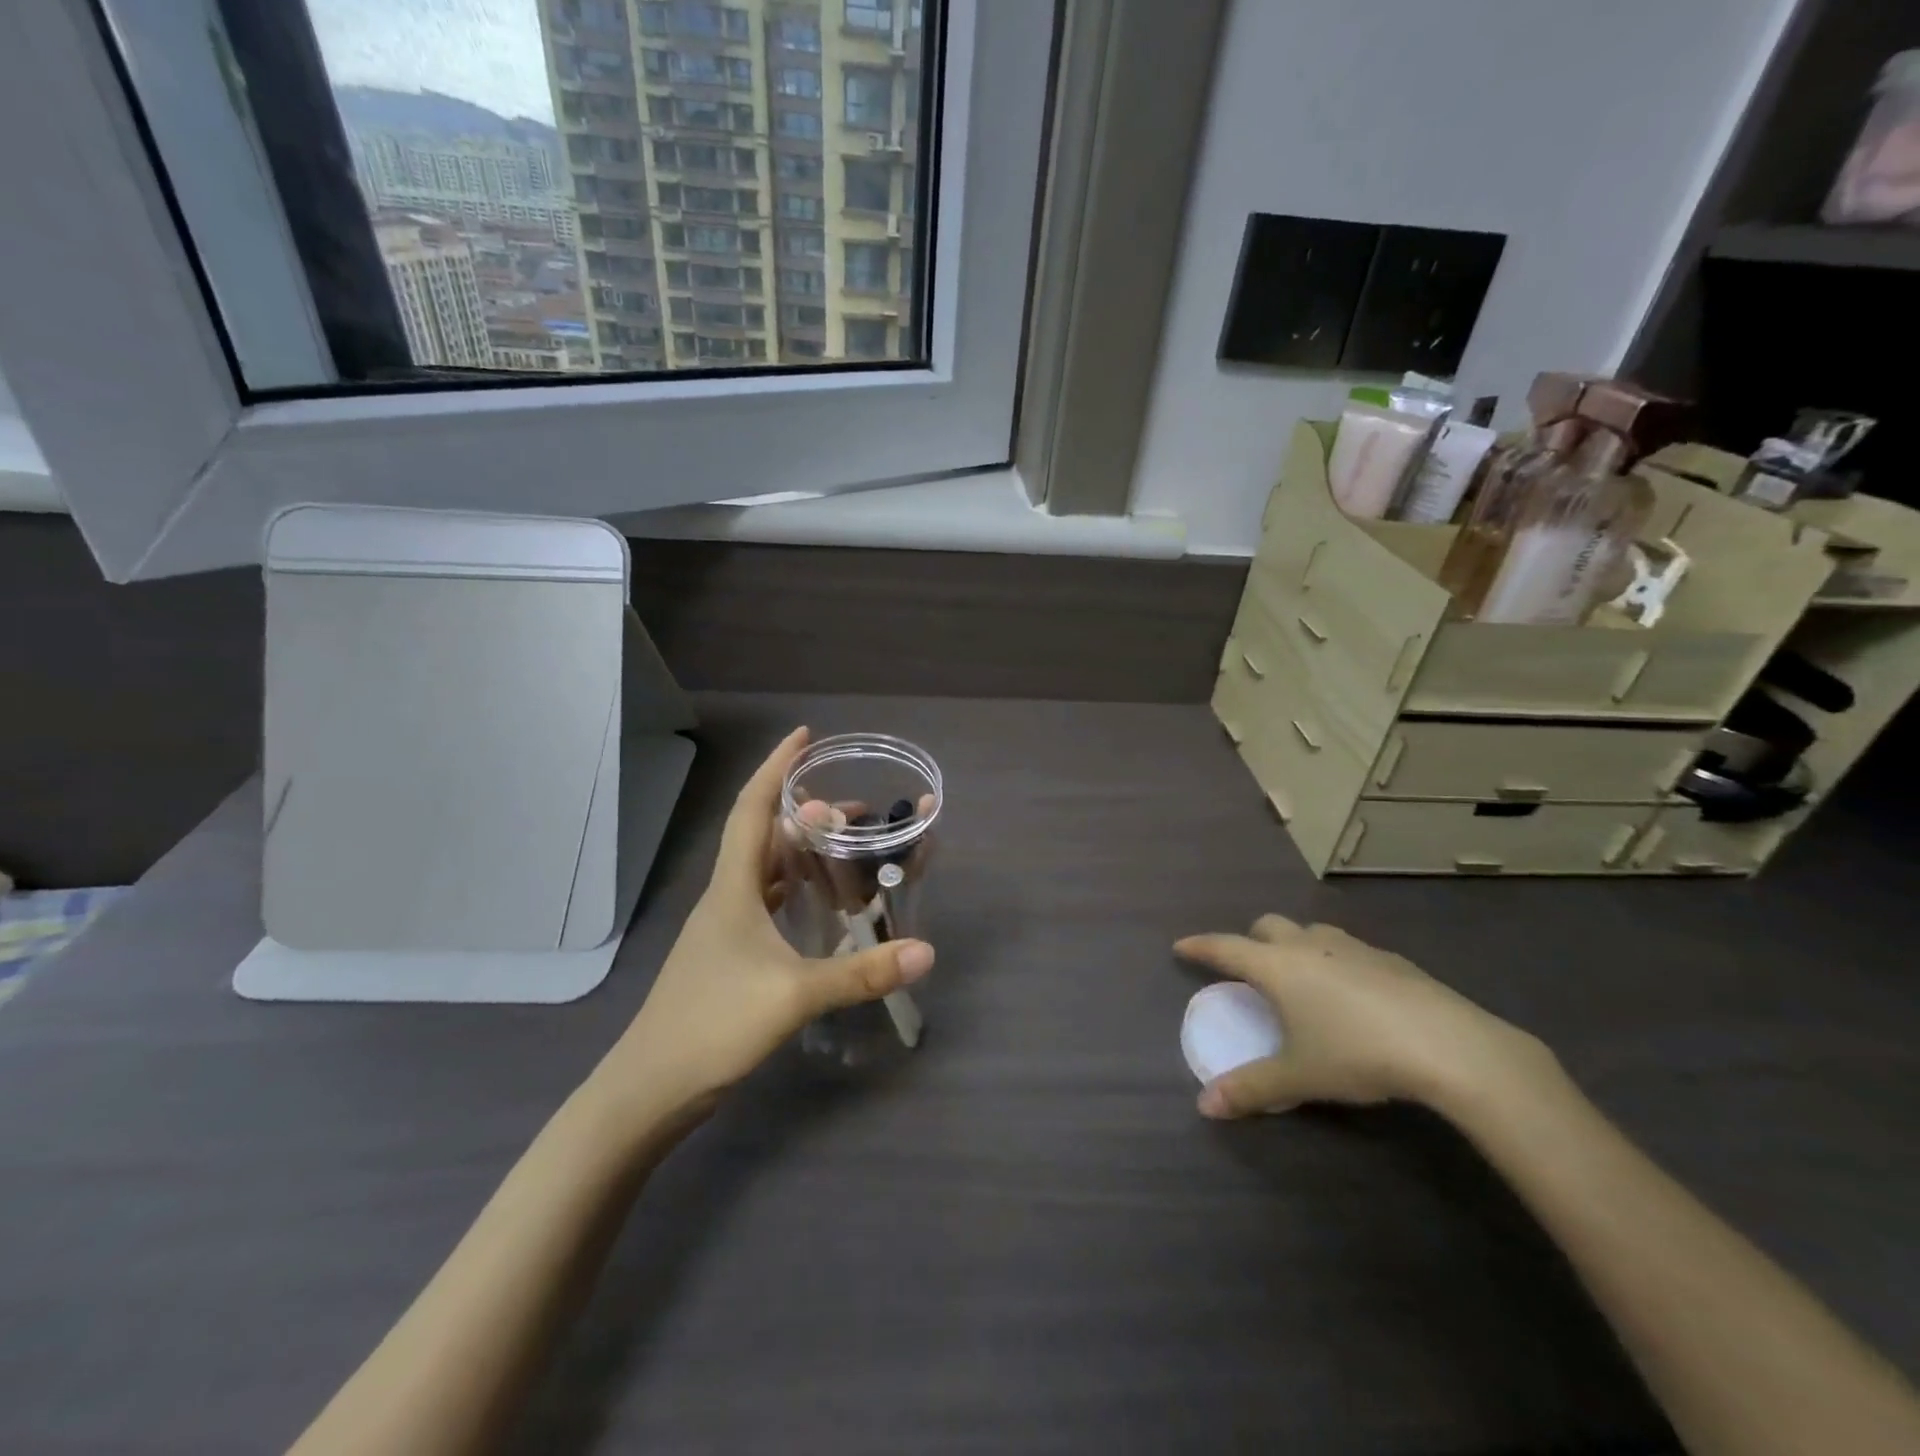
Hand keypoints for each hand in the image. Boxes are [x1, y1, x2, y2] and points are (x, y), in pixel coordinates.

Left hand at [599, 727, 934, 1118]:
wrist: (649, 1089)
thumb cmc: (713, 1025)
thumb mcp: (795, 995)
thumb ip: (862, 973)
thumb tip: (926, 951)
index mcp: (733, 888)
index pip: (752, 810)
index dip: (776, 768)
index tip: (804, 736)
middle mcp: (725, 898)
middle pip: (763, 836)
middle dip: (805, 812)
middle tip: (853, 808)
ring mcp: (723, 929)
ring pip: (764, 871)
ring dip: (800, 851)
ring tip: (844, 847)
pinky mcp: (728, 956)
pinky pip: (766, 903)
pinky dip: (794, 889)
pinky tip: (820, 905)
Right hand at [1175, 915, 1551, 1119]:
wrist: (1448, 1045)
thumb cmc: (1357, 1054)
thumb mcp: (1299, 1077)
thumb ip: (1251, 1089)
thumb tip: (1205, 1107)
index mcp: (1277, 966)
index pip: (1226, 947)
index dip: (1200, 947)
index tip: (1181, 946)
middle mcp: (1309, 946)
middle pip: (1267, 925)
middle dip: (1251, 940)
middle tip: (1250, 968)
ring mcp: (1352, 947)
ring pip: (1310, 931)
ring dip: (1296, 944)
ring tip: (1301, 977)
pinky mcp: (1391, 959)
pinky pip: (1348, 948)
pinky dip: (1335, 960)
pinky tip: (1353, 994)